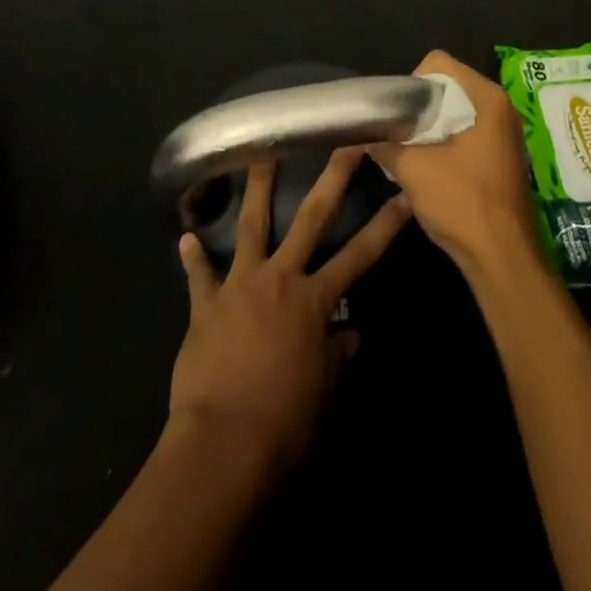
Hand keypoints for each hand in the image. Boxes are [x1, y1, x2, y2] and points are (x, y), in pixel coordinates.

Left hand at [169, 148, 411, 473]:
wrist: (224, 446)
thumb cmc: (285, 424)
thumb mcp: (323, 391)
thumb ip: (336, 355)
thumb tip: (349, 334)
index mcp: (315, 300)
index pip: (361, 254)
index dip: (386, 225)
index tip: (405, 195)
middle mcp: (281, 279)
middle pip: (310, 219)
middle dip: (331, 179)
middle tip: (343, 145)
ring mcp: (241, 285)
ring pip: (251, 226)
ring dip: (256, 189)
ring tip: (259, 154)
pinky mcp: (206, 305)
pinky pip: (199, 276)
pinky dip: (193, 258)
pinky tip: (185, 238)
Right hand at [369, 50, 544, 279]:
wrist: (503, 259)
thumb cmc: (462, 203)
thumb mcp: (413, 169)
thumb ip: (385, 144)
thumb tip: (364, 134)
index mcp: (487, 98)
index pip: (439, 64)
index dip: (411, 82)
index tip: (398, 112)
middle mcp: (501, 108)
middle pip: (449, 87)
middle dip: (420, 106)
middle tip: (398, 131)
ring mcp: (505, 133)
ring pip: (456, 113)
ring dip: (431, 127)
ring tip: (408, 150)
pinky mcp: (502, 157)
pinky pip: (467, 133)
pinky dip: (445, 142)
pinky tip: (428, 167)